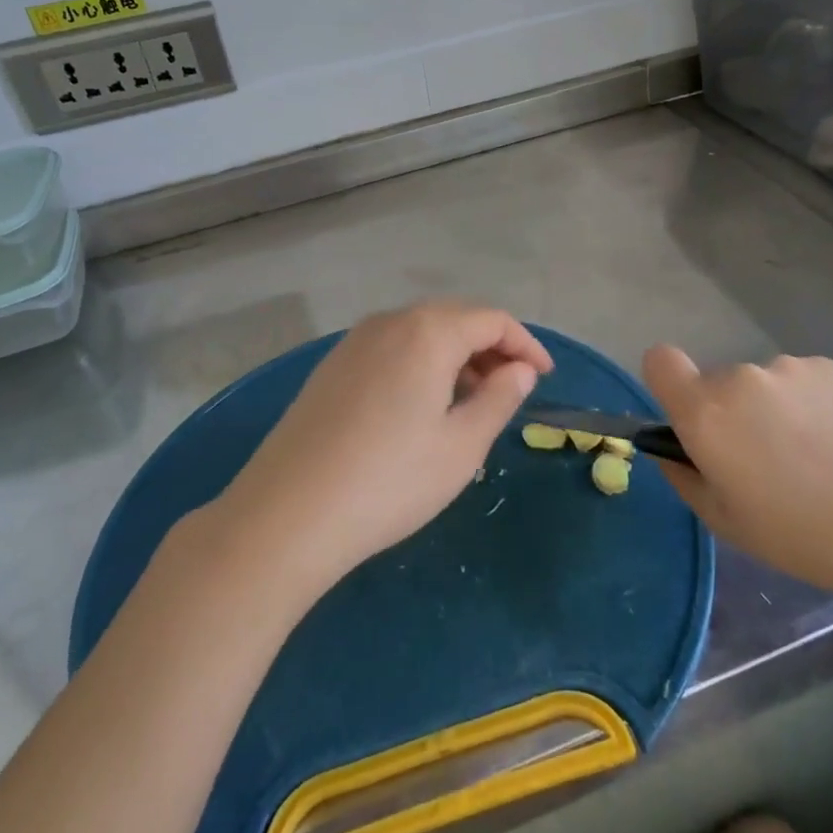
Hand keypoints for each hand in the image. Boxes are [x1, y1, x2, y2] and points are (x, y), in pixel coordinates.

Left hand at [219, 301, 553, 598]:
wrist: (288, 513)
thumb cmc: (390, 480)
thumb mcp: (462, 446)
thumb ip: (499, 398)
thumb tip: (518, 369)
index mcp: (427, 332)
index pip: (492, 319)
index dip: (525, 345)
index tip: (544, 377)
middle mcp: (388, 322)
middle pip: (454, 319)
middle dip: (490, 348)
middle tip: (511, 389)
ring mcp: (353, 343)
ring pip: (419, 334)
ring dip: (454, 357)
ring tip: (471, 403)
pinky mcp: (330, 368)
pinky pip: (390, 350)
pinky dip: (420, 366)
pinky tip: (421, 408)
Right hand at [642, 347, 832, 604]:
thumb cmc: (807, 537)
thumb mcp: (729, 524)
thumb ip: (686, 478)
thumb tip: (672, 450)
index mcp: (707, 412)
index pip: (660, 361)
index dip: (668, 385)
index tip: (692, 421)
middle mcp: (743, 377)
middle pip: (719, 384)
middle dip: (732, 415)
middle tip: (770, 464)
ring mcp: (794, 368)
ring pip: (766, 385)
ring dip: (777, 411)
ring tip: (820, 459)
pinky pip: (808, 384)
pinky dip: (816, 407)